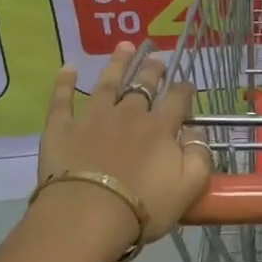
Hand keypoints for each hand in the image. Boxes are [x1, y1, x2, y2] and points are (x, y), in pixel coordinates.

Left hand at [36, 43, 212, 240]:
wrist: (88, 216)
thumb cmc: (143, 207)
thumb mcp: (189, 186)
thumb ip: (199, 156)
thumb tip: (197, 132)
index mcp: (160, 128)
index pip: (177, 100)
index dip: (184, 90)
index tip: (187, 85)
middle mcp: (129, 114)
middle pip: (143, 86)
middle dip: (152, 70)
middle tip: (157, 58)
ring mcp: (93, 117)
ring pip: (108, 83)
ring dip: (118, 63)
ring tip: (125, 46)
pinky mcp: (62, 128)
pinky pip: (62, 100)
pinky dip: (64, 82)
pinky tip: (68, 67)